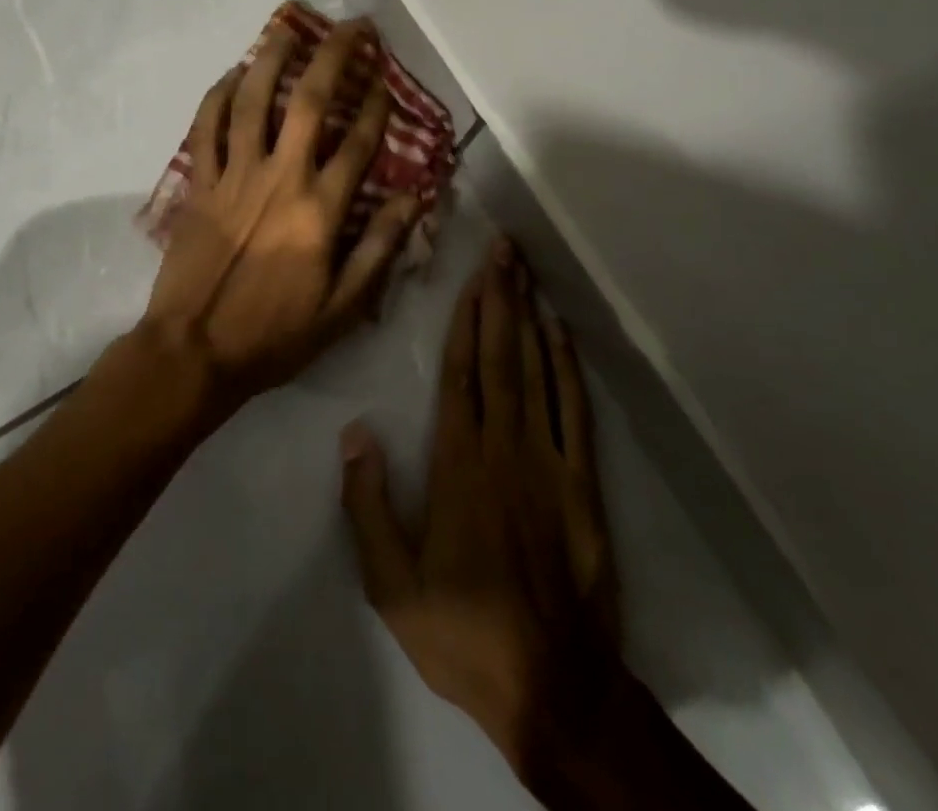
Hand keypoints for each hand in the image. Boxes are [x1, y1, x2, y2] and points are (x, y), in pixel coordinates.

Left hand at [141, 18, 420, 413]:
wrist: (194, 350)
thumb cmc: (274, 334)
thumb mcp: (343, 307)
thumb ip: (381, 248)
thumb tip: (416, 198)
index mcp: (319, 209)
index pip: (359, 142)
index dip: (378, 105)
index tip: (386, 79)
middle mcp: (279, 178)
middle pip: (311, 102)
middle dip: (335, 56)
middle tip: (352, 26)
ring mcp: (233, 175)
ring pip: (253, 101)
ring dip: (272, 58)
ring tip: (289, 27)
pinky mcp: (198, 183)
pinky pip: (206, 128)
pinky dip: (217, 96)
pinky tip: (232, 74)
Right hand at [340, 239, 624, 771]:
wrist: (554, 687)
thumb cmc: (463, 631)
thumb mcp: (391, 584)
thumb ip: (367, 505)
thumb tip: (354, 433)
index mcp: (458, 464)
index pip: (460, 374)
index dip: (465, 319)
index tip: (471, 277)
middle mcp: (505, 447)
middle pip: (500, 357)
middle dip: (500, 298)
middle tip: (503, 250)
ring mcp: (549, 461)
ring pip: (537, 372)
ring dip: (530, 318)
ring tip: (526, 273)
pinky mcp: (583, 484)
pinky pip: (575, 411)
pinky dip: (568, 367)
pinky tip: (561, 334)